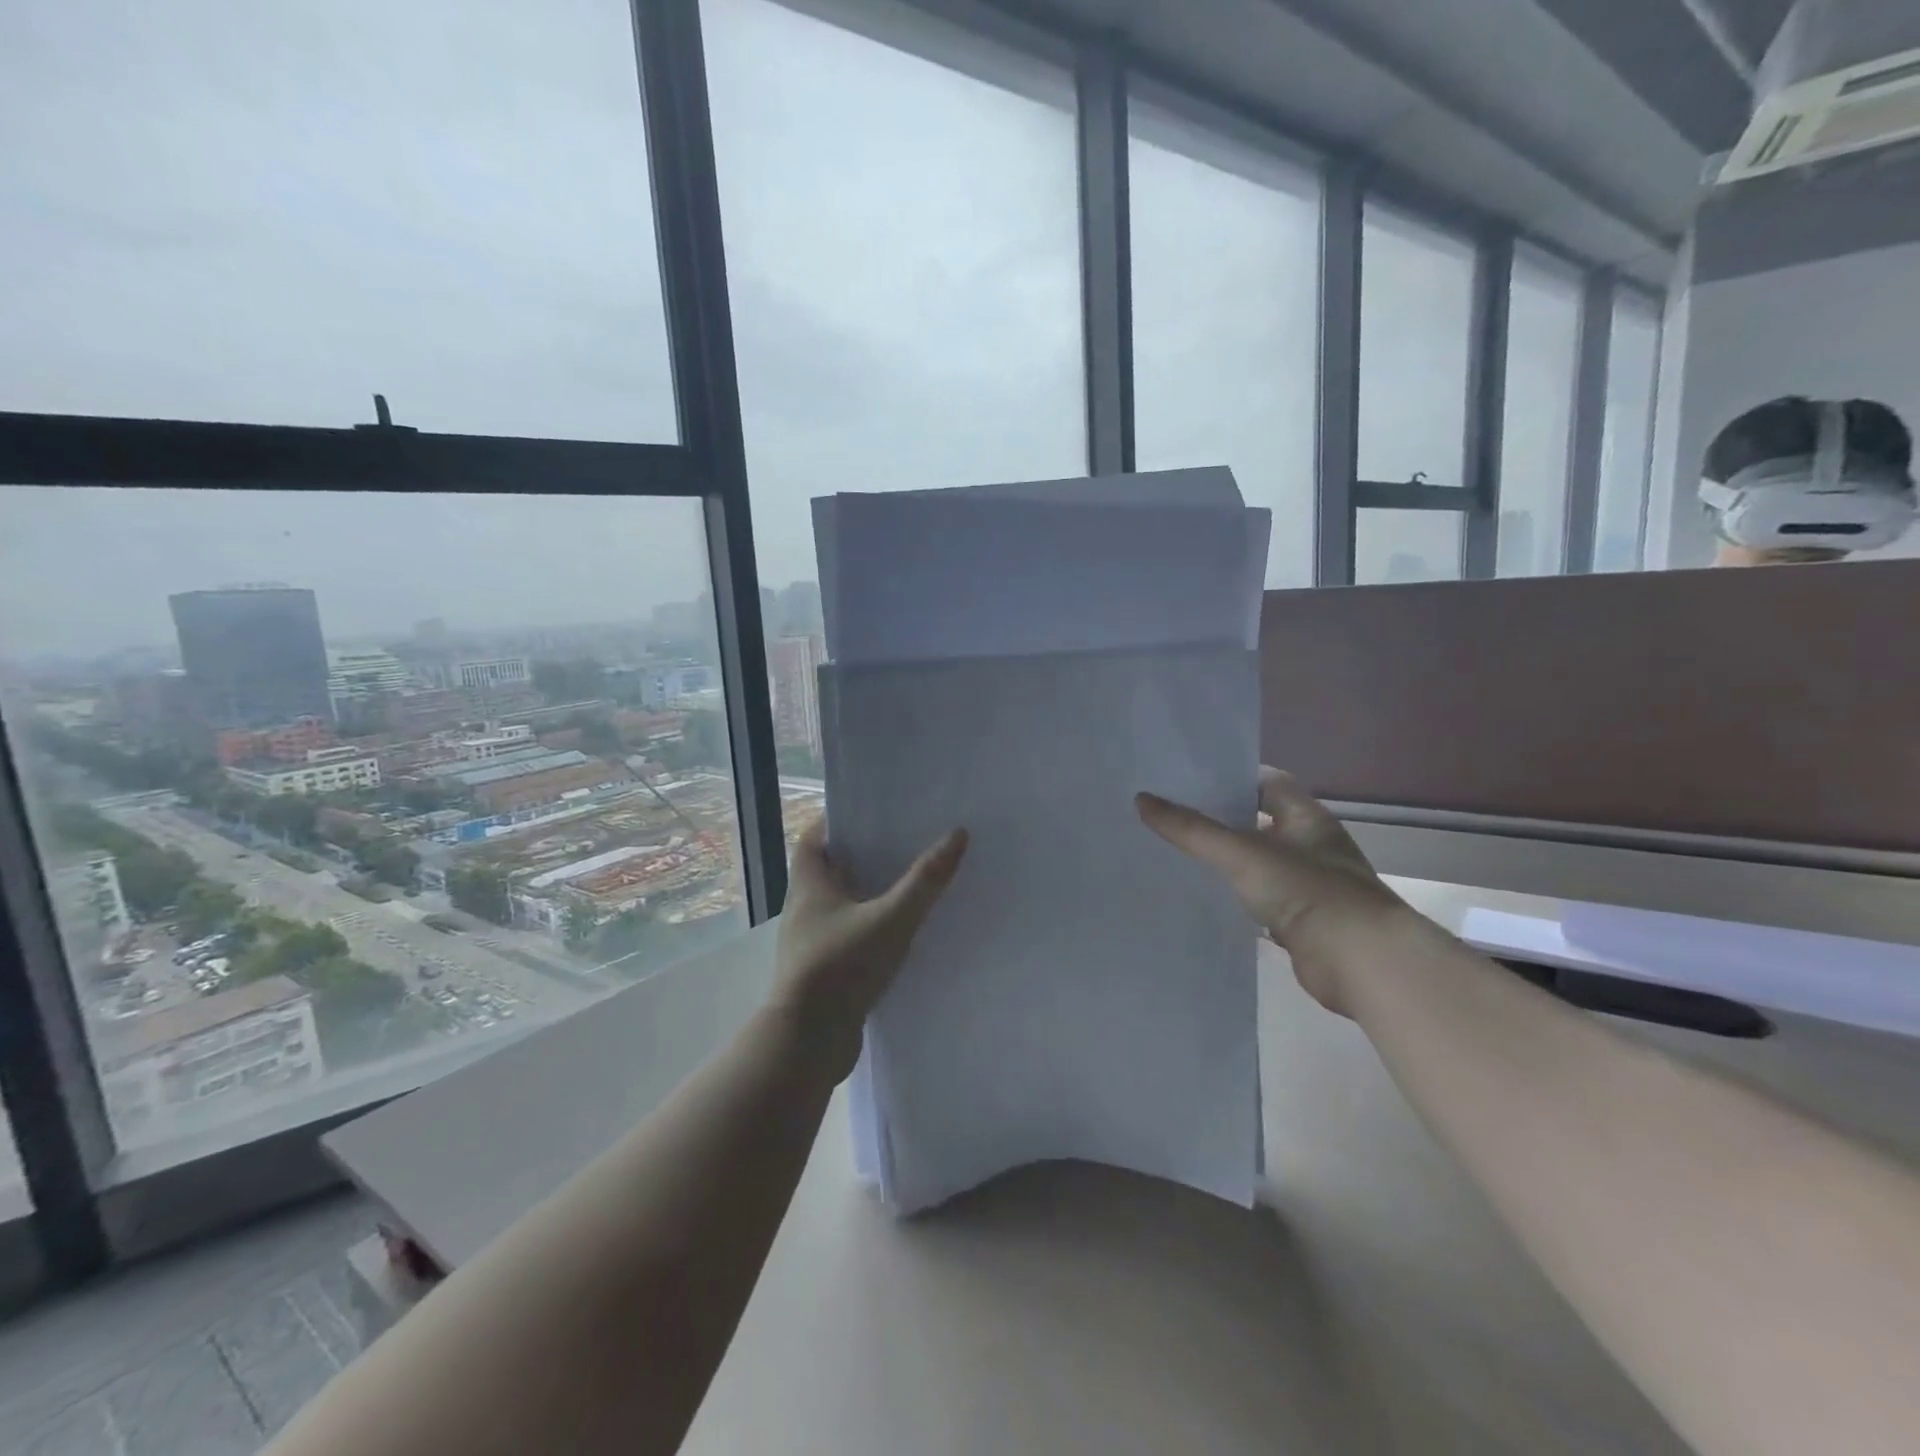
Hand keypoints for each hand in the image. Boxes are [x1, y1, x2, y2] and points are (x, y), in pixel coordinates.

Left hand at [774, 819, 968, 1080]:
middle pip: (830, 869)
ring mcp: (812, 941)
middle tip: (903, 842)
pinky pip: (849, 935)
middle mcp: (805, 908)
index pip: (813, 837)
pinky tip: (901, 932)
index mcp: (809, 885)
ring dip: (868, 893)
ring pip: (841, 904)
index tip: (873, 812)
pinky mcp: (824, 970)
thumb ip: (925, 880)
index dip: (837, 820)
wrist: (808, 1043)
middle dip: (863, 855)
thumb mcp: (891, 919)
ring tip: (909, 882)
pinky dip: (870, 927)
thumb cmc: (842, 967)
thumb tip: (958, 834)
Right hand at [1136, 768, 1406, 1015]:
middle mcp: (1311, 845)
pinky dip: (1238, 901)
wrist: (1359, 960)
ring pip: (1260, 864)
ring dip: (1229, 862)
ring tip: (1180, 855)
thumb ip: (1191, 829)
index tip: (1190, 780)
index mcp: (1306, 817)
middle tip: (1173, 816)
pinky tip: (1206, 901)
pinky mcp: (1304, 921)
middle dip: (1222, 820)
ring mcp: (1310, 884)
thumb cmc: (1305, 889)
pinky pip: (1263, 902)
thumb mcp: (1240, 852)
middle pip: (1261, 822)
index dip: (1232, 778)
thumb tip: (1141, 799)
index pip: (1267, 782)